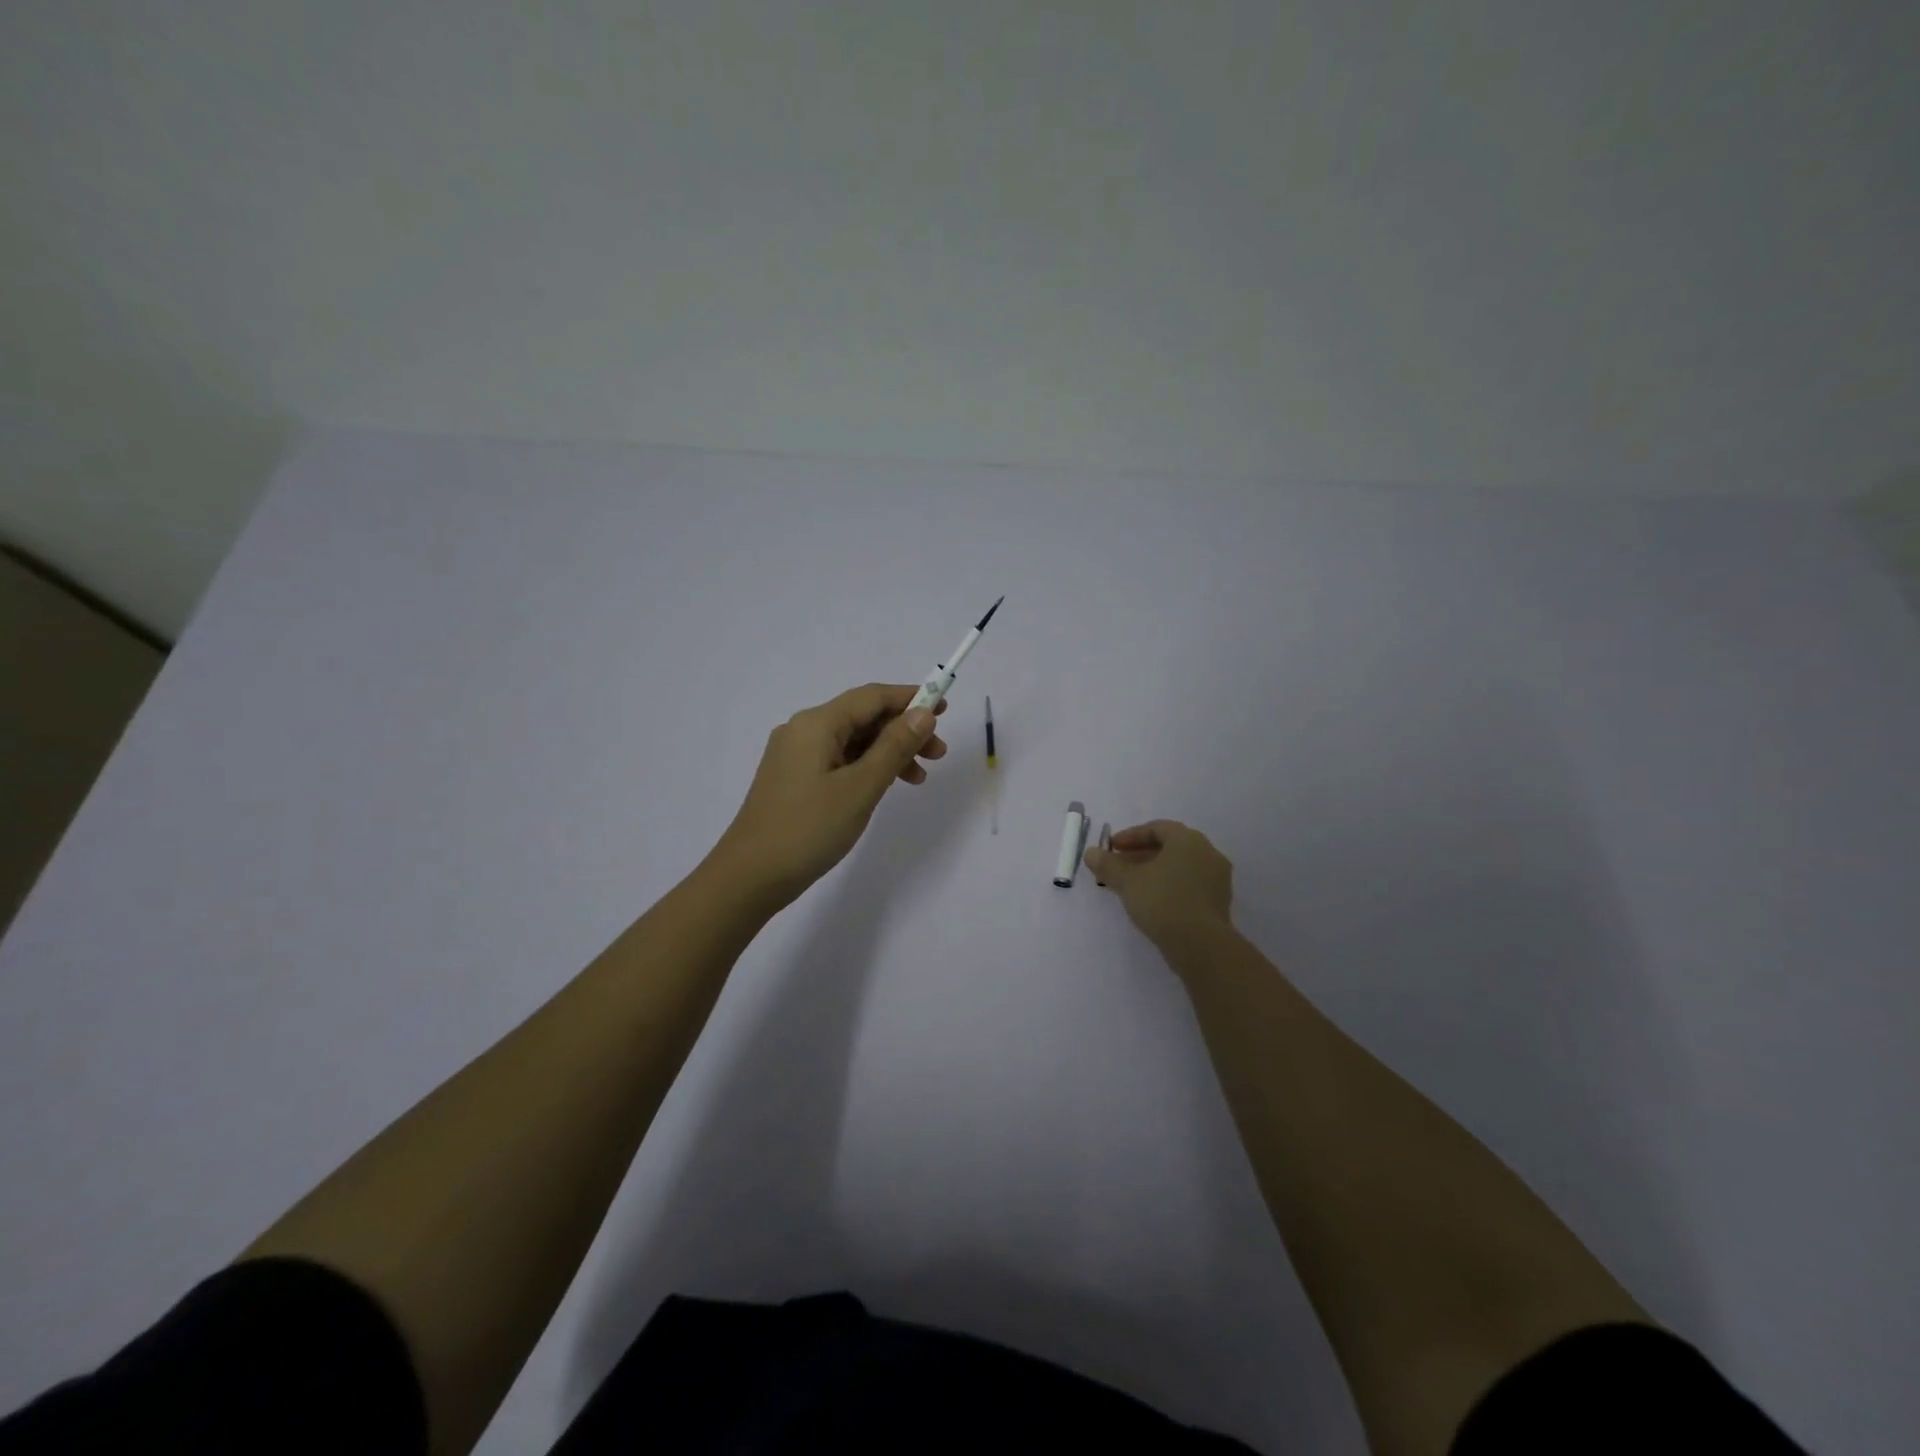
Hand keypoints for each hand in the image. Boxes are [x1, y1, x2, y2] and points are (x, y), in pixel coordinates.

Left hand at [708, 683, 948, 913]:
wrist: (750, 877)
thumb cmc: (809, 828)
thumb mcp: (861, 787)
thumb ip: (894, 747)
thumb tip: (923, 713)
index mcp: (816, 724)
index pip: (871, 697)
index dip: (910, 698)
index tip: (944, 707)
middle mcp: (803, 731)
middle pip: (862, 717)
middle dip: (903, 730)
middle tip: (938, 754)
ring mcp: (795, 756)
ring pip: (852, 741)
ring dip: (888, 752)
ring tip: (919, 778)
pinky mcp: (794, 780)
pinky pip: (839, 760)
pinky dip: (867, 768)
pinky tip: (885, 787)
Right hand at [1084, 819, 1233, 951]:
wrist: (1201, 945)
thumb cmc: (1162, 901)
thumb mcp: (1127, 881)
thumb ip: (1108, 865)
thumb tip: (1091, 853)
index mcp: (1188, 840)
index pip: (1158, 828)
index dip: (1131, 836)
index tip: (1112, 848)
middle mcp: (1208, 853)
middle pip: (1171, 847)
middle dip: (1142, 854)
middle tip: (1120, 866)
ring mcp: (1218, 879)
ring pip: (1181, 867)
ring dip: (1156, 872)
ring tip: (1133, 886)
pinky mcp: (1219, 903)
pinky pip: (1191, 885)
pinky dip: (1171, 887)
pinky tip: (1154, 902)